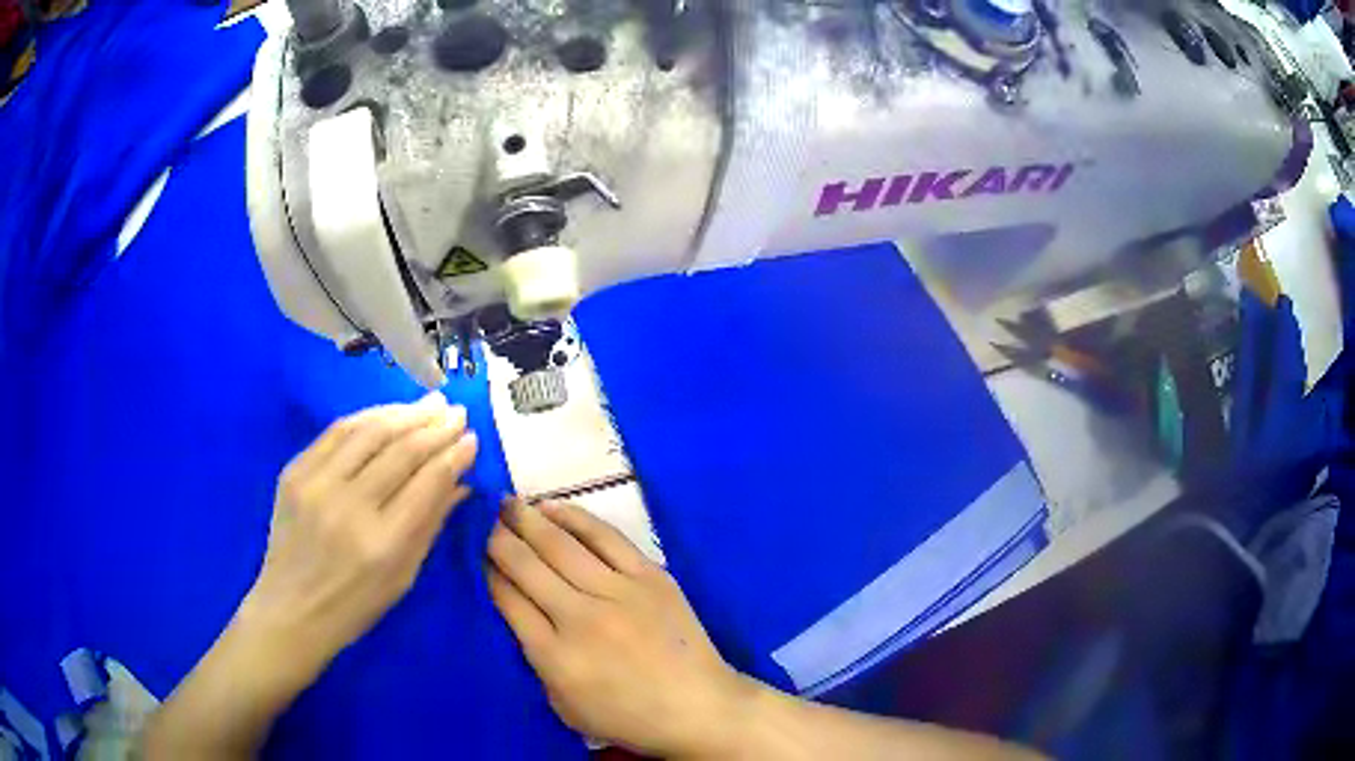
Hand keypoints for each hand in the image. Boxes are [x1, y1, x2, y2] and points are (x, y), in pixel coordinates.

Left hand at [239, 393, 477, 682]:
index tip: (473, 438)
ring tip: (430, 404)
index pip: (427, 482)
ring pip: (369, 431)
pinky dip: (368, 417)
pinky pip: (337, 432)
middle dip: (435, 427)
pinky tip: (388, 412)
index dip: (454, 455)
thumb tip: (461, 481)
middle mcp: (349, 507)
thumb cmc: (356, 605)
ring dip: (404, 413)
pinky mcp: (295, 471)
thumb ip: (430, 524)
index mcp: (383, 543)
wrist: (291, 608)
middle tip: (457, 412)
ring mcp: (317, 484)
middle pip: (401, 451)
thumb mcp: (404, 576)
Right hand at [487, 500, 753, 758]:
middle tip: (486, 520)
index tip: (480, 556)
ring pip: (562, 545)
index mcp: (555, 656)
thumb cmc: (628, 716)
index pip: (509, 600)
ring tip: (510, 504)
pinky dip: (576, 518)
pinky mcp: (650, 577)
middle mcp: (581, 618)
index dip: (491, 573)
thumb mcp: (565, 706)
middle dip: (500, 539)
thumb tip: (523, 613)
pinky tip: (554, 507)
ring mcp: (619, 593)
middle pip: (528, 567)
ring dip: (530, 520)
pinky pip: (606, 538)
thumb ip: (538, 661)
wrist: (698, 707)